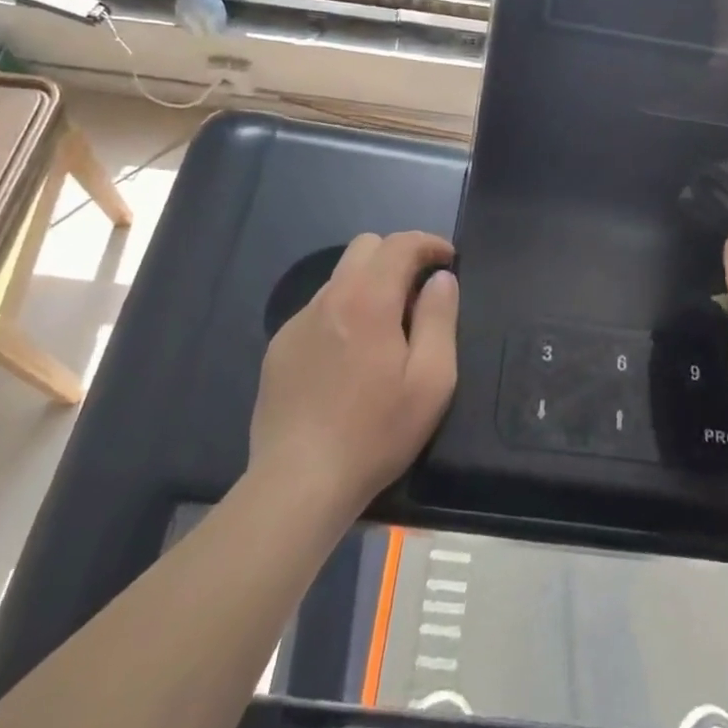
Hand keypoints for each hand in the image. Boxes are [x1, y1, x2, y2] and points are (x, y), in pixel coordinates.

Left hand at [248, 232, 459, 518]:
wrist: (298, 483)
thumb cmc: (375, 433)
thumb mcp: (431, 381)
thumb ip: (439, 319)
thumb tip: (441, 279)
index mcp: (368, 300)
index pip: (400, 244)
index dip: (429, 243)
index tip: (448, 260)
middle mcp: (329, 298)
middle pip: (365, 247)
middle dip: (397, 256)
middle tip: (418, 294)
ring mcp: (298, 322)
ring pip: (340, 278)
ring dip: (369, 285)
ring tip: (385, 330)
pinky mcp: (279, 348)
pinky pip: (318, 310)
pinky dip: (343, 314)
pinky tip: (349, 358)